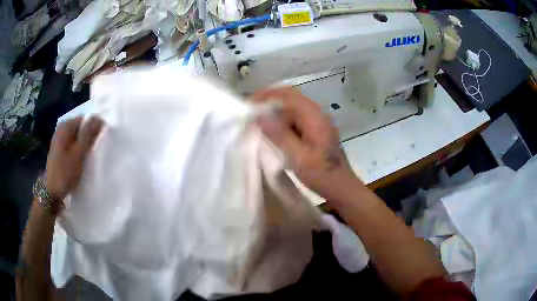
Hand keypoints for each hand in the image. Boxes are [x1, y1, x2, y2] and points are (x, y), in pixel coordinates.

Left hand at [45, 116, 103, 199]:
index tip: (103, 138)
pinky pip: (72, 144)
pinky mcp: (59, 151)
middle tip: (97, 148)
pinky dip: (79, 149)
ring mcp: (59, 140)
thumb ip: (88, 136)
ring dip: (84, 144)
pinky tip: (82, 159)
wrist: (52, 193)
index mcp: (66, 127)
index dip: (95, 126)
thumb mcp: (79, 154)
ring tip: (91, 155)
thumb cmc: (65, 173)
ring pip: (77, 137)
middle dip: (90, 135)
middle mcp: (61, 129)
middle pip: (80, 127)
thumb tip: (99, 119)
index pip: (85, 119)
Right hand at [252, 87, 358, 199]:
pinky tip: (272, 130)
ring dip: (275, 111)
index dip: (267, 95)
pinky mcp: (316, 130)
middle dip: (269, 101)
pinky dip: (282, 120)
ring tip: (257, 119)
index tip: (250, 102)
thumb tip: (260, 116)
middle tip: (251, 110)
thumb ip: (279, 135)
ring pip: (293, 108)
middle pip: (291, 98)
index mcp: (315, 116)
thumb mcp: (298, 157)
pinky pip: (296, 118)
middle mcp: (317, 114)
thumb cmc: (321, 174)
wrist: (341, 186)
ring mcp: (318, 122)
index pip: (289, 95)